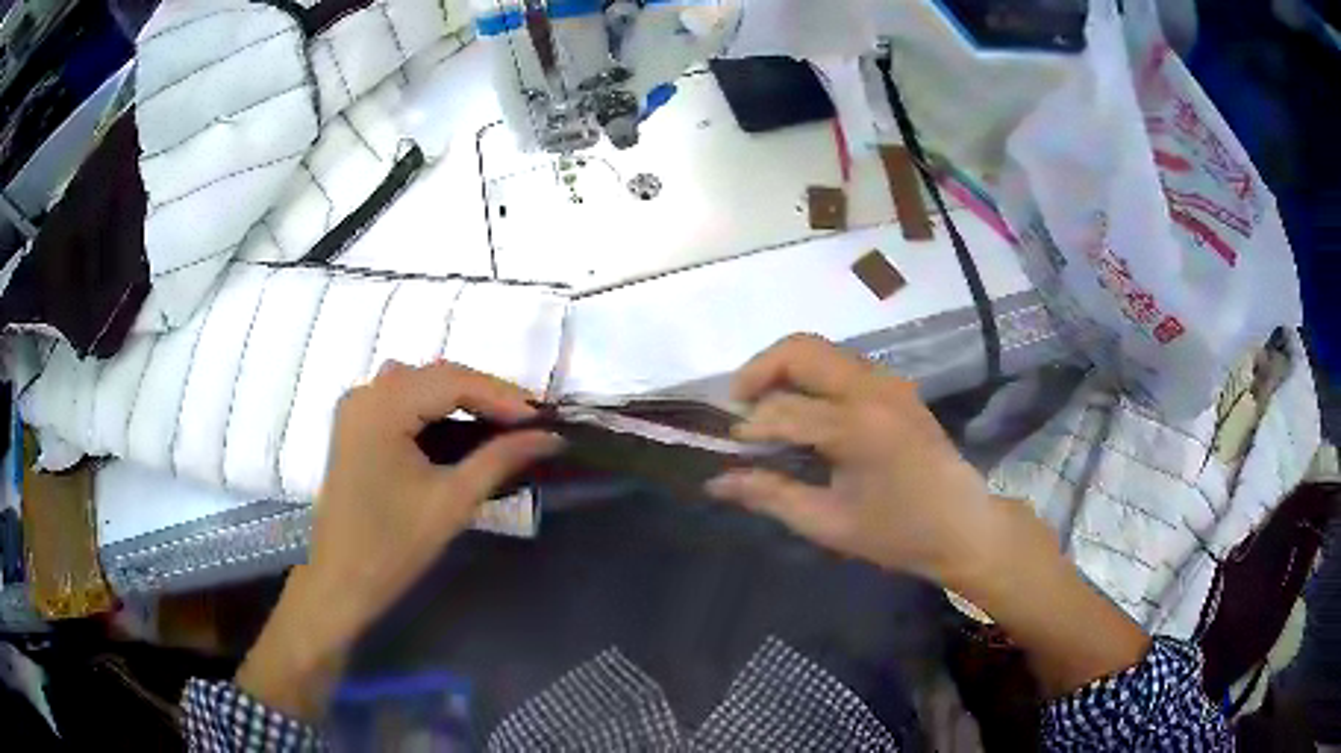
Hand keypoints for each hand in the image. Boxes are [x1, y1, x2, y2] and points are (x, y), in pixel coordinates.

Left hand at [237, 361, 561, 719]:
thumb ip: (501, 459)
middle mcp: (365, 393)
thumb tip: (550, 437)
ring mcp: (357, 408)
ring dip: (462, 398)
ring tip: (502, 423)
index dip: (502, 395)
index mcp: (381, 406)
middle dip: (485, 395)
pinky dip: (436, 409)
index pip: (452, 380)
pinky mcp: (356, 426)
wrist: (341, 582)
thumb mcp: (452, 501)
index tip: (543, 418)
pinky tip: (461, 428)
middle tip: (529, 422)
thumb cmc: (393, 546)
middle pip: (435, 376)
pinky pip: (403, 400)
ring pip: (420, 384)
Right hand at [709, 335, 1150, 695]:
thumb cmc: (899, 534)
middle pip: (800, 350)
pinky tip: (803, 411)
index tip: (727, 451)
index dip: (747, 429)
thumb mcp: (829, 524)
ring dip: (784, 369)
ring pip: (820, 350)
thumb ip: (771, 495)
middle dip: (758, 372)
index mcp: (858, 426)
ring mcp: (887, 381)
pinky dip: (810, 376)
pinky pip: (840, 363)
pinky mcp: (895, 385)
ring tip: (764, 408)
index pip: (782, 411)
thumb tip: (717, 482)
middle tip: (738, 408)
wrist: (965, 526)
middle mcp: (872, 388)